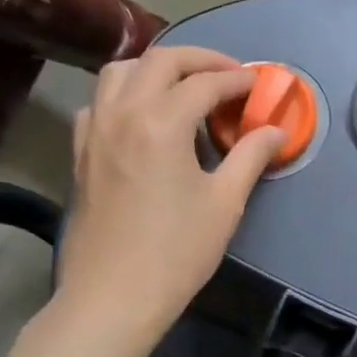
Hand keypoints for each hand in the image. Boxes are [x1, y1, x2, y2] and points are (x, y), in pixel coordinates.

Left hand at [58, 47, 281, 341]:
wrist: (114, 296)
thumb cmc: (177, 251)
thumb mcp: (225, 203)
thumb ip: (250, 156)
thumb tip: (275, 130)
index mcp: (161, 123)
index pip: (205, 83)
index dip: (237, 80)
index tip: (259, 85)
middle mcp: (122, 113)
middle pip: (160, 61)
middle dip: (199, 60)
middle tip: (229, 75)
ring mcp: (95, 131)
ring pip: (120, 71)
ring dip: (156, 68)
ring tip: (184, 87)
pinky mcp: (80, 153)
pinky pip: (99, 102)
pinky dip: (125, 94)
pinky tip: (143, 118)